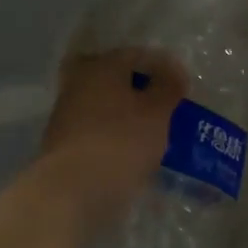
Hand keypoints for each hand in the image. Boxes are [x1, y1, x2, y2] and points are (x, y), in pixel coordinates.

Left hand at [32, 47, 186, 243]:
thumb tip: (173, 72)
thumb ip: (167, 88)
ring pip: (105, 105)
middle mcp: (79, 83)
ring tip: (154, 131)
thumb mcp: (156, 112)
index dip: (163, 66)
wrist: (71, 192)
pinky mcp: (64, 144)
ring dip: (128, 113)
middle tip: (166, 105)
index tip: (184, 84)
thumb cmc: (120, 142)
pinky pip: (97, 130)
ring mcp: (67, 115)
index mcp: (101, 66)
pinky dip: (115, 135)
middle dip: (141, 89)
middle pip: (116, 78)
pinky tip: (132, 150)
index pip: (136, 54)